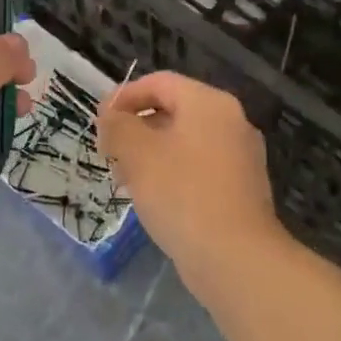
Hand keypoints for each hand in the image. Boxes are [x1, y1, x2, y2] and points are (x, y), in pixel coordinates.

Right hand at [98, 72, 282, 269]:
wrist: (235, 257)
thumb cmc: (182, 194)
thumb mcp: (138, 153)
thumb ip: (118, 126)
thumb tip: (110, 115)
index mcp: (210, 103)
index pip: (160, 83)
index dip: (125, 97)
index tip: (99, 121)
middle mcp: (231, 122)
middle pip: (173, 111)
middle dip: (136, 129)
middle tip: (108, 153)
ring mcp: (240, 157)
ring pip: (184, 143)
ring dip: (150, 154)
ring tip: (124, 180)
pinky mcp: (241, 189)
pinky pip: (198, 169)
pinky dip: (172, 175)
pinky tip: (152, 200)